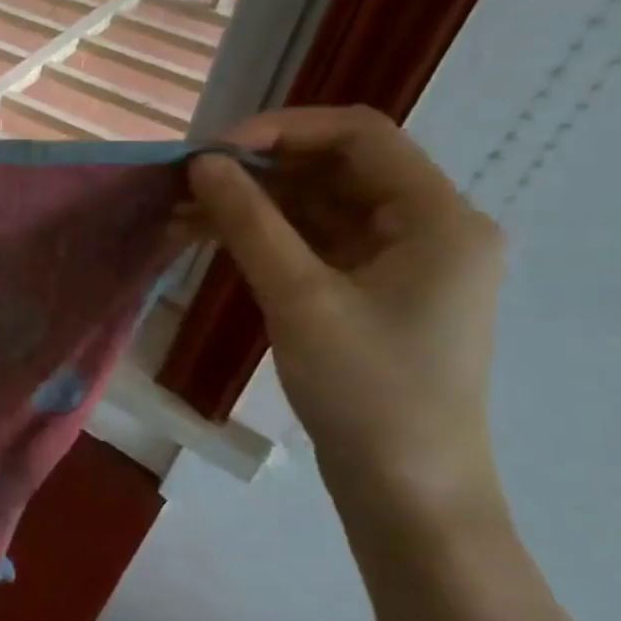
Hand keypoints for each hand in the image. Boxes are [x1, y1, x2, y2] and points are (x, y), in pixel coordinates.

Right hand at [188, 107, 504, 515]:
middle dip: (258, 168)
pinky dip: (264, 236)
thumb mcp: (301, 299)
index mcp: (438, 217)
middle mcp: (427, 227)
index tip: (212, 151)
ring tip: (183, 211)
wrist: (406, 491)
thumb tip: (202, 164)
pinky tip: (211, 238)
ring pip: (318, 206)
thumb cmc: (367, 392)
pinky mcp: (370, 292)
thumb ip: (250, 223)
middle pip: (337, 168)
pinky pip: (313, 243)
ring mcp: (398, 262)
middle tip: (187, 181)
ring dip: (253, 203)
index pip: (360, 135)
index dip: (281, 129)